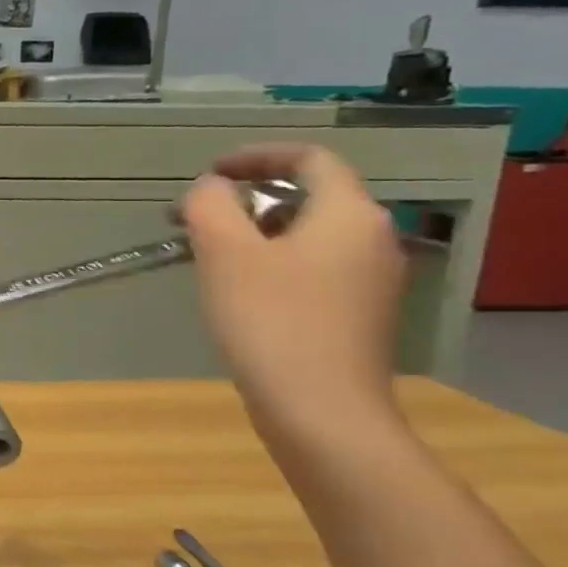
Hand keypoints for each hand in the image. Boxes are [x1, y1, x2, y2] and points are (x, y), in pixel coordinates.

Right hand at [181, 145, 407, 441]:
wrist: (321, 411)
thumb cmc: (271, 321)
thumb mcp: (224, 253)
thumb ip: (211, 205)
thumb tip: (212, 188)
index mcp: (348, 214)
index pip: (309, 158)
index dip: (256, 155)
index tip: (209, 173)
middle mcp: (372, 238)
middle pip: (308, 196)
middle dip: (247, 199)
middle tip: (195, 219)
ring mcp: (371, 280)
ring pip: (308, 234)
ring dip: (255, 232)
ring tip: (207, 254)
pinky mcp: (359, 313)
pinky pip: (313, 267)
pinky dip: (273, 262)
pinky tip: (238, 290)